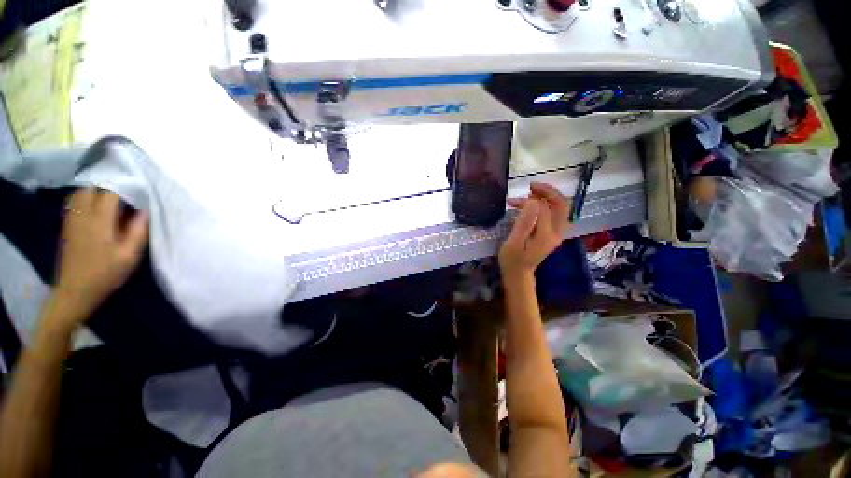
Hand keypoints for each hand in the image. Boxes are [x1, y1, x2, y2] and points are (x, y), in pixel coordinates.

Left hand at [54, 189, 148, 322]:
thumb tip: (145, 210)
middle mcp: (82, 215)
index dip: (126, 187)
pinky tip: (95, 207)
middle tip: (124, 193)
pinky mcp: (67, 227)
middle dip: (107, 186)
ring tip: (110, 198)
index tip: (140, 190)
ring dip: (95, 191)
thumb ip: (139, 231)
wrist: (76, 291)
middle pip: (91, 188)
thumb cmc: (106, 273)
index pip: (111, 193)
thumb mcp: (130, 256)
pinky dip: (85, 199)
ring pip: (79, 193)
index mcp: (99, 220)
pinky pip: (74, 203)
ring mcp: (72, 220)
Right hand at [499, 182, 570, 277]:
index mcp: (546, 235)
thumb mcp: (513, 242)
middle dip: (548, 191)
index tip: (513, 202)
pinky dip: (548, 204)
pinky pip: (556, 213)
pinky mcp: (553, 233)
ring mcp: (557, 233)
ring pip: (561, 208)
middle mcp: (557, 232)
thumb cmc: (512, 260)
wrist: (518, 274)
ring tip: (532, 191)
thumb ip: (524, 223)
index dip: (528, 201)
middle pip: (562, 204)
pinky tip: (535, 202)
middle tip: (531, 186)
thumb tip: (533, 202)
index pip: (543, 208)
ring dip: (549, 196)